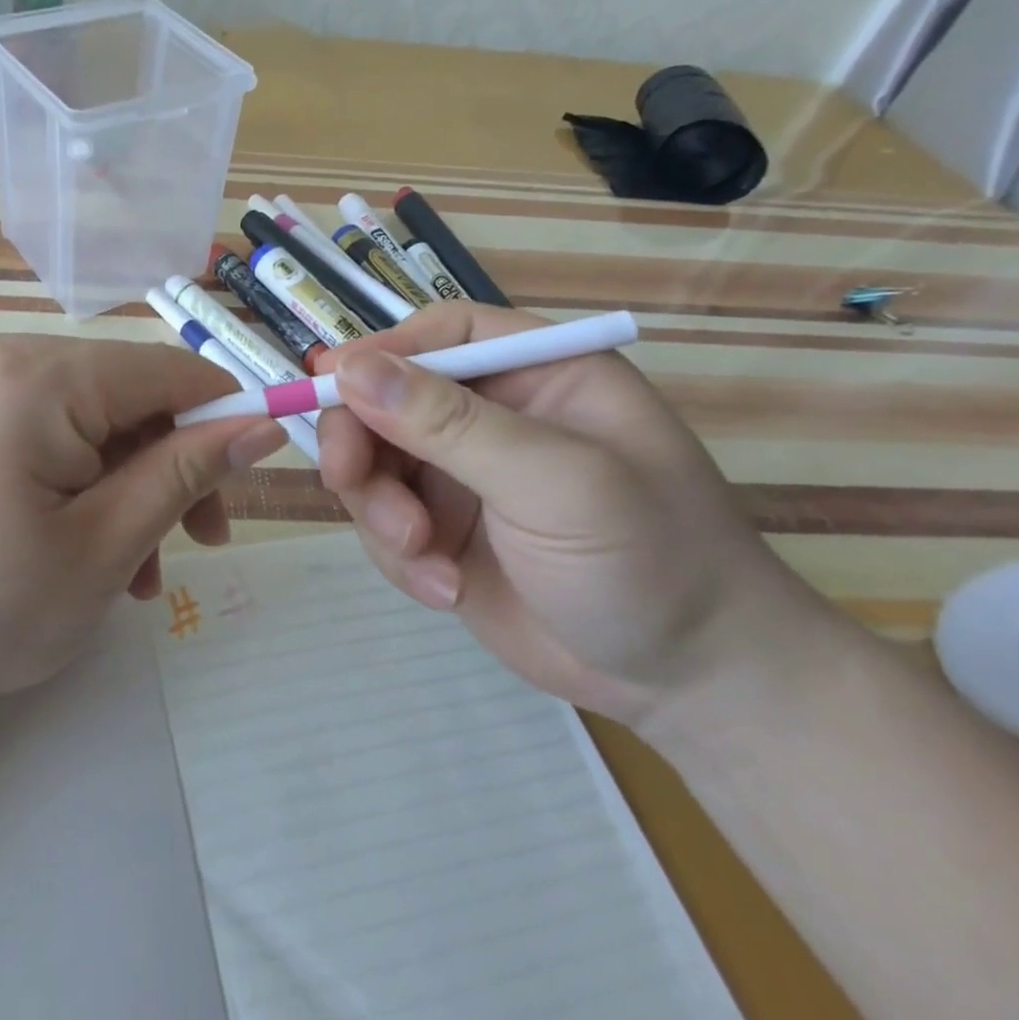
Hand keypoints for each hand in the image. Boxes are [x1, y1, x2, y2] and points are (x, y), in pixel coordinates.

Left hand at [0, 336, 284, 732]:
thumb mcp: (103, 545)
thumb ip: (186, 473)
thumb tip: (261, 424)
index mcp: (39, 375)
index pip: (168, 371)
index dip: (225, 416)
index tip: (253, 480)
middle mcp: (4, 360)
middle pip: (129, 396)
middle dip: (172, 466)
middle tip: (199, 543)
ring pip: (92, 422)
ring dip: (129, 486)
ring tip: (136, 572)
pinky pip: (47, 436)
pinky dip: (81, 484)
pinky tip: (85, 552)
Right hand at [317, 303, 829, 726]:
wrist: (687, 685)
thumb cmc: (648, 560)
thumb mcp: (554, 482)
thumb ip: (450, 424)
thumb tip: (349, 367)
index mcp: (535, 373)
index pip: (440, 333)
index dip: (380, 353)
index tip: (331, 386)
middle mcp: (490, 413)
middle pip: (385, 397)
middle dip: (363, 443)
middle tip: (350, 484)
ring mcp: (460, 473)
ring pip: (372, 462)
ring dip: (379, 509)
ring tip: (422, 556)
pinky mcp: (440, 528)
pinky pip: (380, 519)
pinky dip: (396, 554)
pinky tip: (444, 589)